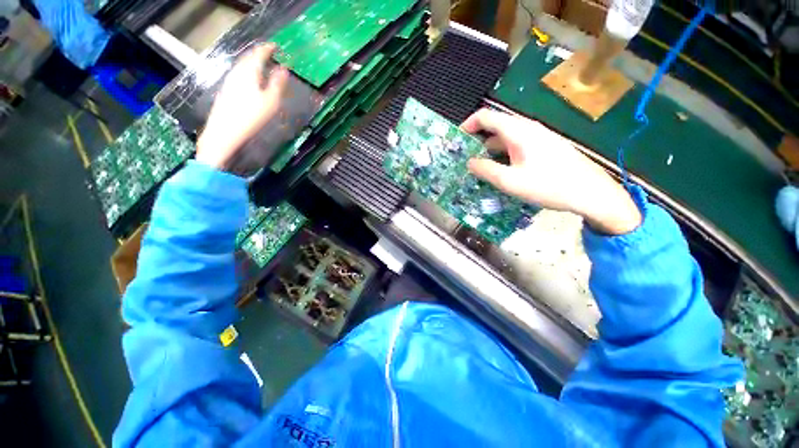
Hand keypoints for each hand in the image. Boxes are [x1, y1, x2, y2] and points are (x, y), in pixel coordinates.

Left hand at [196, 43, 288, 170]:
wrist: (224, 131)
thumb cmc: (251, 116)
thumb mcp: (270, 102)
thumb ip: (278, 84)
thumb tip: (284, 69)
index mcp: (249, 72)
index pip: (258, 53)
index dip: (268, 48)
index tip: (276, 46)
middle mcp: (237, 72)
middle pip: (249, 58)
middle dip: (260, 54)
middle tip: (271, 55)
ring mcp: (230, 80)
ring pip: (243, 66)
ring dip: (254, 63)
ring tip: (264, 66)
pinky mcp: (227, 90)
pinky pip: (240, 74)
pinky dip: (249, 72)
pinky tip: (252, 80)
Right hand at [462, 109, 641, 234]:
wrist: (590, 192)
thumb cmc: (548, 185)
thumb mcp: (510, 181)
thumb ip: (486, 170)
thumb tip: (469, 162)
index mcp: (518, 131)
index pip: (486, 116)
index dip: (468, 125)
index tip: (457, 139)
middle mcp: (527, 128)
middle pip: (495, 126)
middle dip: (477, 139)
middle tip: (464, 157)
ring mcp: (538, 137)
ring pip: (506, 137)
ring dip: (490, 148)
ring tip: (479, 165)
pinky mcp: (544, 146)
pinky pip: (517, 144)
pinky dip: (503, 153)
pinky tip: (501, 168)